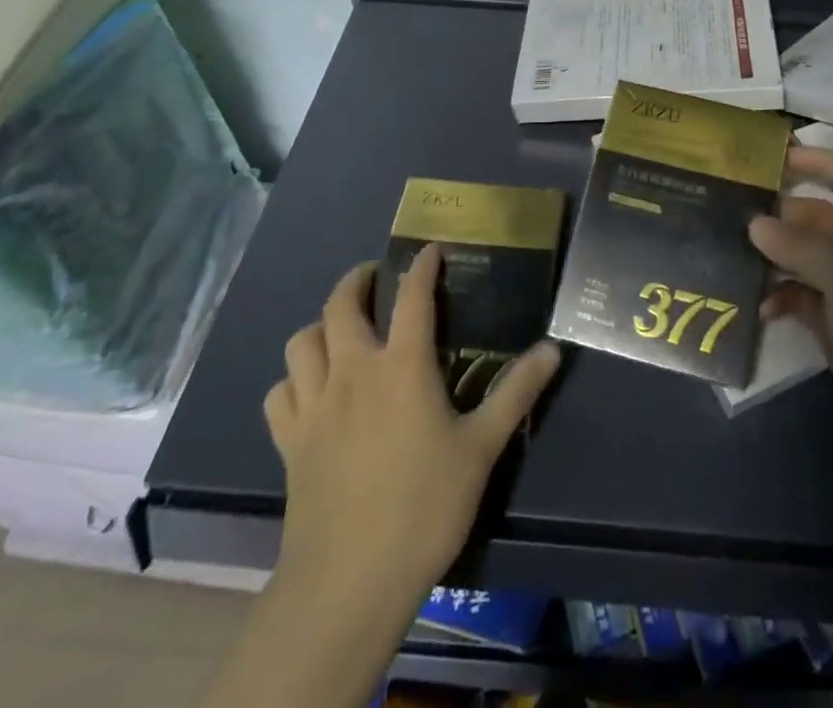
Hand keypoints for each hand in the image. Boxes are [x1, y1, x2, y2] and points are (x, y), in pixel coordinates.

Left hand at [262, 246, 560, 607]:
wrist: (349, 581)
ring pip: (302, 342)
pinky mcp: (289, 442)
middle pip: (340, 306)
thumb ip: (516, 393)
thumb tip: (553, 349)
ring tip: (339, 330)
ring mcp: (314, 406)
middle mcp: (353, 372)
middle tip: (374, 278)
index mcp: (402, 366)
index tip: (429, 250)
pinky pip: (279, 393)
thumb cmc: (424, 506)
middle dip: (356, 281)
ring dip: (320, 326)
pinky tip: (309, 390)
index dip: (421, 266)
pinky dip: (292, 380)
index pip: (412, 297)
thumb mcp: (481, 449)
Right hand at [751, 147, 832, 483]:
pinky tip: (760, 307)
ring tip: (737, 258)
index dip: (820, 161)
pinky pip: (799, 294)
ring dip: (775, 257)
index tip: (775, 157)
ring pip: (804, 256)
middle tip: (736, 214)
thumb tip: (755, 223)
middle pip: (819, 216)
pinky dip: (780, 296)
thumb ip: (801, 247)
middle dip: (782, 215)